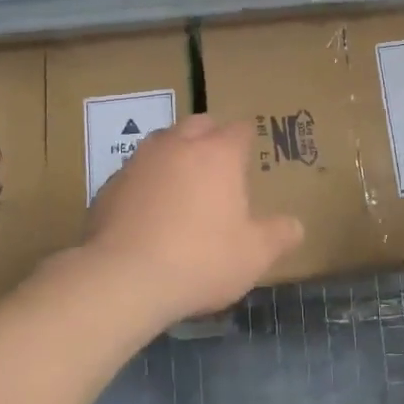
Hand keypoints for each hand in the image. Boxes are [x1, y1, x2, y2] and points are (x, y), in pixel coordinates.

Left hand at [80, 114, 303, 325]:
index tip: (250, 155)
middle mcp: (177, 146)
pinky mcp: (109, 186)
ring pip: (162, 142)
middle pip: (198, 124)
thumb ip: (279, 235)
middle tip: (219, 164)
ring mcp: (139, 162)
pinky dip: (146, 183)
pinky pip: (135, 173)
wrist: (123, 279)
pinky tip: (149, 212)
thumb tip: (295, 225)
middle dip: (210, 136)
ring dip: (175, 154)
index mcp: (218, 154)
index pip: (239, 129)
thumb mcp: (254, 255)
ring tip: (182, 184)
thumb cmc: (200, 260)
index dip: (247, 139)